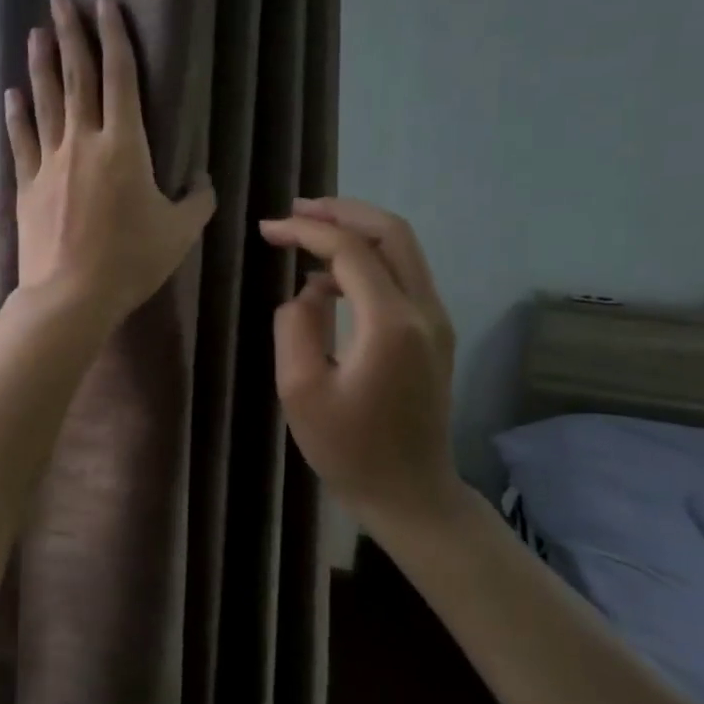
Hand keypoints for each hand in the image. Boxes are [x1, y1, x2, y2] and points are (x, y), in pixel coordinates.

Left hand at [7, 0, 215, 330]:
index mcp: (125, 146)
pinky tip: (13, 95)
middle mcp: (84, 142)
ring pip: (45, 102)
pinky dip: (18, 115)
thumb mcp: (179, 232)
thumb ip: (197, 200)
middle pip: (77, 78)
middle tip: (60, 1)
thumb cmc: (131, 261)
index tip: (104, 2)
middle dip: (71, 36)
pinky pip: (22, 141)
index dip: (113, 37)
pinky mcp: (28, 186)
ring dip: (41, 64)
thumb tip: (203, 180)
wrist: (71, 295)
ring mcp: (50, 162)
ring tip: (37, 33)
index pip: (120, 77)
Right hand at [259, 197, 460, 525]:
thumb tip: (307, 293)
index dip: (306, 230)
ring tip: (308, 233)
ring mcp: (436, 321)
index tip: (267, 229)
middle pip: (392, 232)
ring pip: (403, 250)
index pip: (350, 251)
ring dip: (357, 232)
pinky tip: (330, 279)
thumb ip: (295, 326)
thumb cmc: (349, 449)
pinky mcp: (434, 334)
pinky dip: (368, 261)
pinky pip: (403, 276)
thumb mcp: (300, 390)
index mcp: (390, 323)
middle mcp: (424, 310)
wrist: (410, 494)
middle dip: (341, 212)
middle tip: (296, 209)